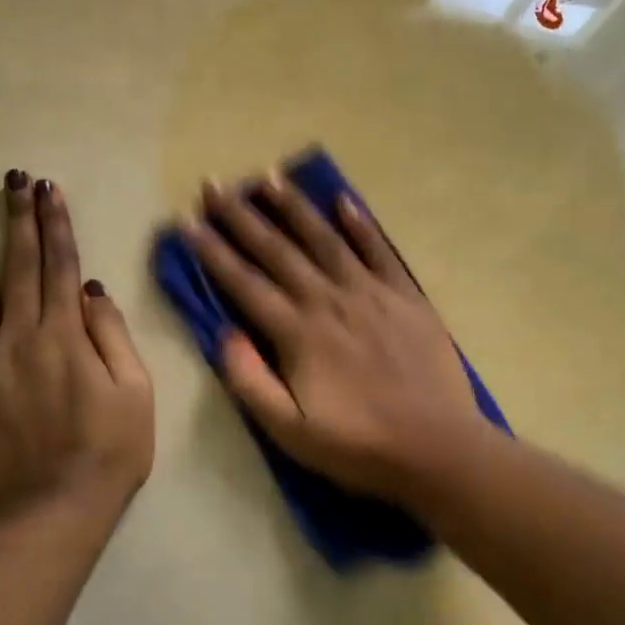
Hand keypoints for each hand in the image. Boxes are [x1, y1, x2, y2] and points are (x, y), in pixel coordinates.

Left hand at [0, 171, 153, 523]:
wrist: (54, 509)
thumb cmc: (110, 449)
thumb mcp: (135, 390)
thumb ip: (111, 335)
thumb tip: (91, 289)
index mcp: (65, 334)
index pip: (59, 264)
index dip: (54, 223)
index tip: (47, 189)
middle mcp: (20, 337)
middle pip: (17, 267)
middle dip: (16, 219)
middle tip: (10, 179)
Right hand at [182, 171, 486, 494]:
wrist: (436, 447)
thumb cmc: (358, 445)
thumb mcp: (290, 431)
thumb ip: (250, 381)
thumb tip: (223, 334)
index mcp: (298, 333)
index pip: (245, 283)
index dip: (213, 251)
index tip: (188, 221)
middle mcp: (329, 300)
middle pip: (277, 250)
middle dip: (241, 216)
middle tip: (214, 184)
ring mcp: (371, 293)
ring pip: (325, 239)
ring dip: (293, 207)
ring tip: (268, 176)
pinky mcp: (406, 296)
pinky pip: (379, 250)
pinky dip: (360, 224)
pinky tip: (342, 200)